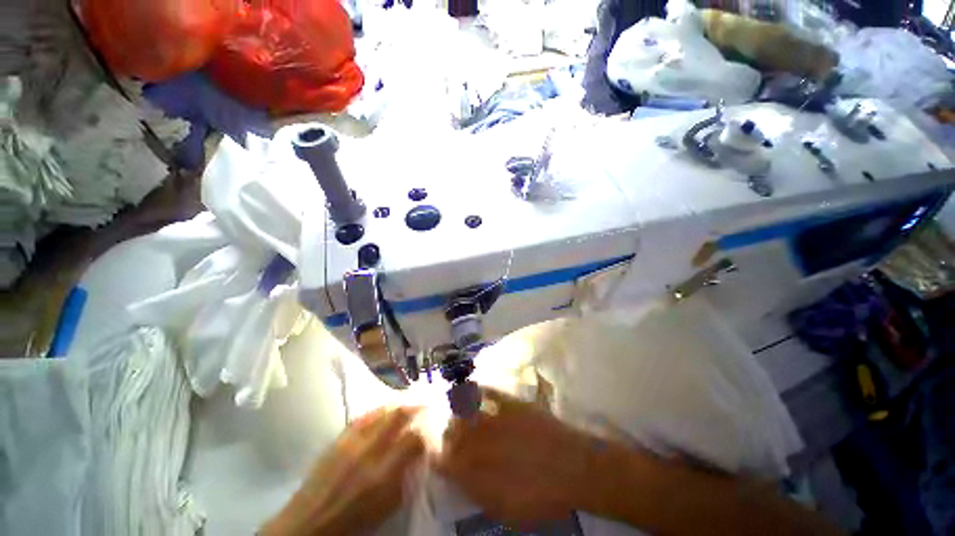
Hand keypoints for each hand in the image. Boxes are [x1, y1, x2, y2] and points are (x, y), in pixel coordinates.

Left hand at [262, 406, 424, 535]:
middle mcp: (368, 452)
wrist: (307, 526)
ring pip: (381, 411)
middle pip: (398, 416)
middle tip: (425, 404)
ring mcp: (350, 442)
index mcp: (382, 475)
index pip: (413, 439)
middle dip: (416, 407)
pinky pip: (363, 416)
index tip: (431, 430)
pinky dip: (379, 410)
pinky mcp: (337, 439)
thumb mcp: (387, 506)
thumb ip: (405, 477)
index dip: (426, 432)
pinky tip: (384, 409)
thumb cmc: (353, 522)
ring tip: (408, 403)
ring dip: (398, 404)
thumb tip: (419, 453)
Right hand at [436, 388, 599, 524]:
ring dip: (457, 413)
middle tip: (448, 435)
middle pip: (454, 434)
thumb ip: (480, 495)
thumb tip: (460, 481)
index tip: (438, 457)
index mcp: (479, 469)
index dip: (439, 458)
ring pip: (466, 412)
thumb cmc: (542, 496)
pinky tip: (472, 388)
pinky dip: (478, 390)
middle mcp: (482, 441)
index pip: (448, 462)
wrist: (573, 468)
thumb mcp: (509, 510)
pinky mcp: (511, 404)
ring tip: (455, 413)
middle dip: (448, 435)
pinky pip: (489, 392)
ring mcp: (497, 418)